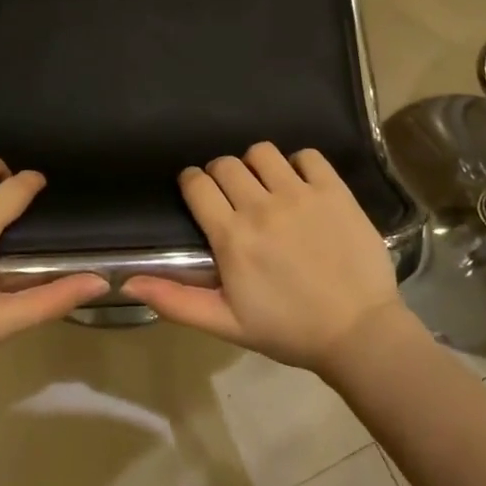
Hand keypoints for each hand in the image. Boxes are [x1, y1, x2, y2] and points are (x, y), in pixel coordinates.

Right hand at [123, 143, 406, 373]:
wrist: (358, 333)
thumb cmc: (288, 330)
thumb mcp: (226, 323)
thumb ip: (176, 300)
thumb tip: (127, 282)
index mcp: (232, 236)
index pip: (197, 184)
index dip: (192, 183)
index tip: (198, 193)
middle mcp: (262, 206)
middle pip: (226, 164)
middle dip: (221, 175)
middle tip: (233, 197)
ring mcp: (301, 195)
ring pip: (263, 152)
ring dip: (257, 165)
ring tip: (266, 187)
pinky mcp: (334, 191)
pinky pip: (308, 156)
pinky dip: (300, 164)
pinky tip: (301, 186)